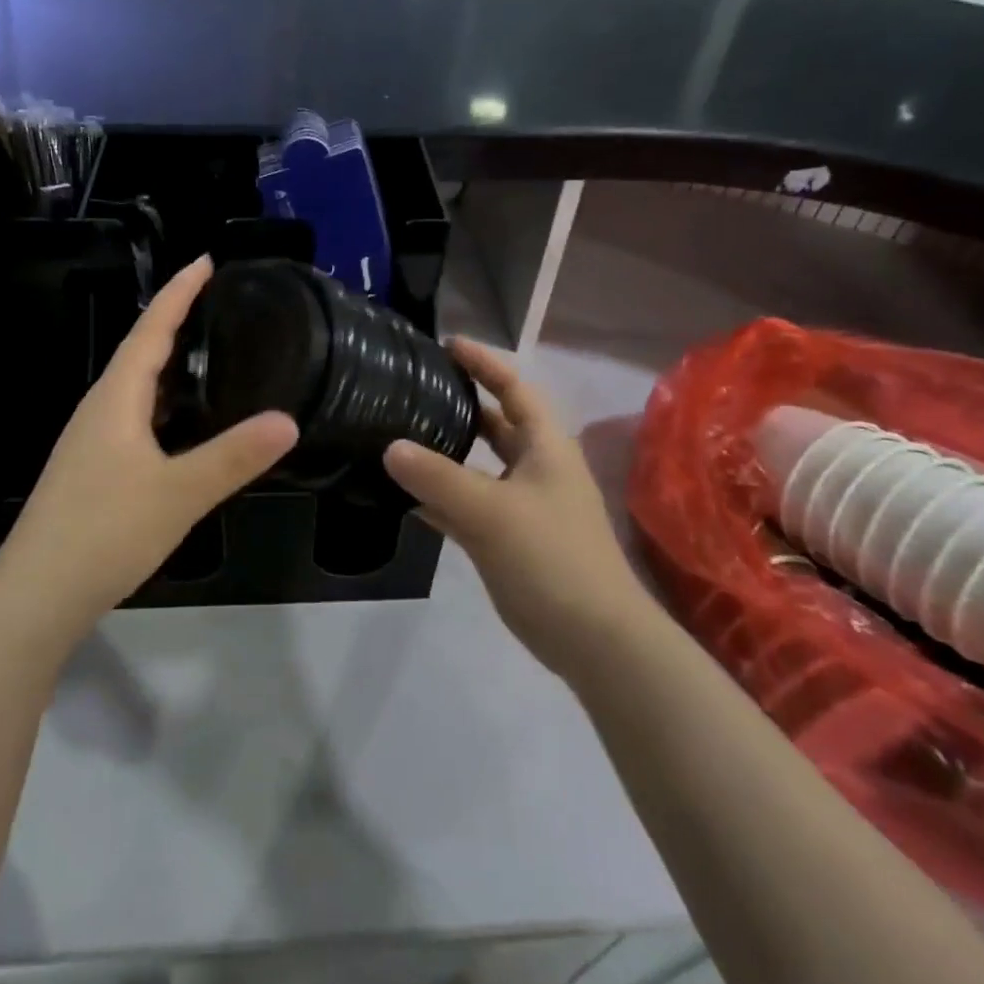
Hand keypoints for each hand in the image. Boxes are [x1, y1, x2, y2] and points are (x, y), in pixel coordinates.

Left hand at [0, 256, 298, 632]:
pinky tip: (180, 426)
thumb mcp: (179, 493)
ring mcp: (89, 442)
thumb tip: (287, 420)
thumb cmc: (105, 532)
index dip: (178, 295)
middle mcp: (98, 411)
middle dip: (174, 323)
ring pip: (134, 389)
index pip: (150, 331)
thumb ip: (233, 457)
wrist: (36, 595)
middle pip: (139, 353)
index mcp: (115, 400)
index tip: (204, 261)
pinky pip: (132, 418)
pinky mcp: (90, 471)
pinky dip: (161, 404)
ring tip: (206, 354)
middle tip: (215, 303)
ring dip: (167, 365)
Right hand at [383, 340, 655, 678]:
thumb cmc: (552, 558)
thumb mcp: (492, 512)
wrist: (594, 638)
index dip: (484, 362)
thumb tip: (389, 447)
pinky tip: (404, 495)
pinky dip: (440, 497)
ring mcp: (522, 505)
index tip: (446, 344)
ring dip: (445, 452)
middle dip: (461, 404)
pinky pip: (467, 505)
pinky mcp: (508, 539)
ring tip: (399, 434)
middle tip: (414, 389)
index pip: (515, 388)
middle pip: (496, 423)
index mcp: (545, 446)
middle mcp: (535, 468)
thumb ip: (438, 478)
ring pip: (478, 466)